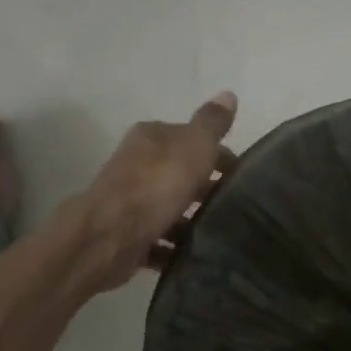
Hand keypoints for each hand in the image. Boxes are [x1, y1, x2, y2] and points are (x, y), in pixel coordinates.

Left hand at [82, 92, 237, 288]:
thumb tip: (228, 94)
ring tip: (217, 235)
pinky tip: (194, 256)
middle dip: (205, 188)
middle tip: (233, 207)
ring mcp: (128, 201)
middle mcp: (136, 164)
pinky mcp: (126, 234)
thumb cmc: (157, 185)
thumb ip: (212, 123)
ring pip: (168, 206)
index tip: (240, 176)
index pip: (190, 138)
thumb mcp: (195, 146)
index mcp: (151, 137)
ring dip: (190, 219)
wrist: (110, 235)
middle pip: (178, 172)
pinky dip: (174, 247)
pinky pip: (158, 238)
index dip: (217, 154)